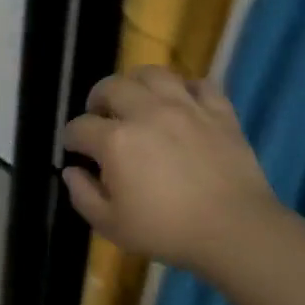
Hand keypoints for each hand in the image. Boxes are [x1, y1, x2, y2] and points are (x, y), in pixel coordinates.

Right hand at [61, 67, 279, 273]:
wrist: (234, 229)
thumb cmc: (166, 230)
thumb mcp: (110, 225)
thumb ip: (82, 195)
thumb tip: (72, 171)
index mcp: (115, 141)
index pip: (79, 127)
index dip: (71, 138)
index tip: (74, 150)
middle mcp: (147, 113)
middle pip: (111, 87)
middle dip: (97, 100)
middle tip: (100, 118)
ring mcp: (186, 107)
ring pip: (153, 74)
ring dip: (136, 84)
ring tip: (136, 101)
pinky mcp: (219, 111)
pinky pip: (199, 84)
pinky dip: (184, 89)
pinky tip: (180, 104)